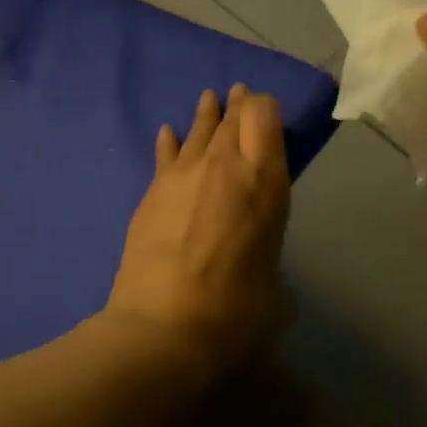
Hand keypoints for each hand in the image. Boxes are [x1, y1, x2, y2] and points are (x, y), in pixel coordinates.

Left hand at [104, 85, 291, 377]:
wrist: (162, 332)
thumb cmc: (235, 316)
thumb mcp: (275, 285)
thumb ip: (266, 250)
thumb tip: (252, 251)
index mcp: (263, 183)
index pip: (264, 118)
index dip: (265, 107)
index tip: (266, 110)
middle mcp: (223, 167)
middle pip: (232, 119)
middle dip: (239, 105)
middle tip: (240, 94)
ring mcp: (182, 176)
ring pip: (198, 131)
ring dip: (207, 115)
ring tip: (210, 98)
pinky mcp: (151, 193)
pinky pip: (165, 155)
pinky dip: (170, 142)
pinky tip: (168, 132)